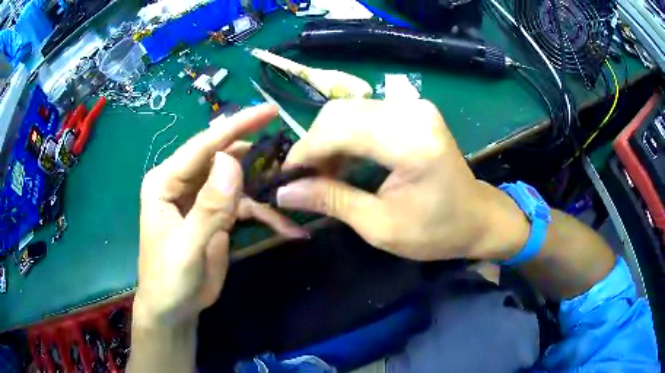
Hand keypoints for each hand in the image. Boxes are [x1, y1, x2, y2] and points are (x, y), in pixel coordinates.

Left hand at [135, 105, 307, 327]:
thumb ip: (208, 207)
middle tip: (289, 147)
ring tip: (293, 185)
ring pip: (238, 180)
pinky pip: (245, 207)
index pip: (203, 145)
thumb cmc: (169, 279)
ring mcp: (202, 198)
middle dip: (255, 152)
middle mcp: (183, 182)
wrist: (174, 307)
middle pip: (223, 156)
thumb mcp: (187, 247)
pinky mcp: (217, 215)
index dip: (237, 126)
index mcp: (166, 181)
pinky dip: (267, 215)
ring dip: (265, 185)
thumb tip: (232, 161)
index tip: (270, 111)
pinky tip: (289, 228)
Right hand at [276, 99, 528, 261]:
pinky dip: (345, 136)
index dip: (305, 152)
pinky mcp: (412, 110)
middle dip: (313, 145)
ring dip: (327, 140)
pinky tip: (343, 161)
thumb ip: (331, 201)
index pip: (338, 130)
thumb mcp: (380, 227)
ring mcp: (414, 107)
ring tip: (322, 174)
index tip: (286, 178)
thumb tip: (284, 192)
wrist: (477, 218)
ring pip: (348, 110)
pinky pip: (364, 114)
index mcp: (411, 143)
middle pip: (339, 113)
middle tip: (305, 180)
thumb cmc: (436, 232)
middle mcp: (412, 112)